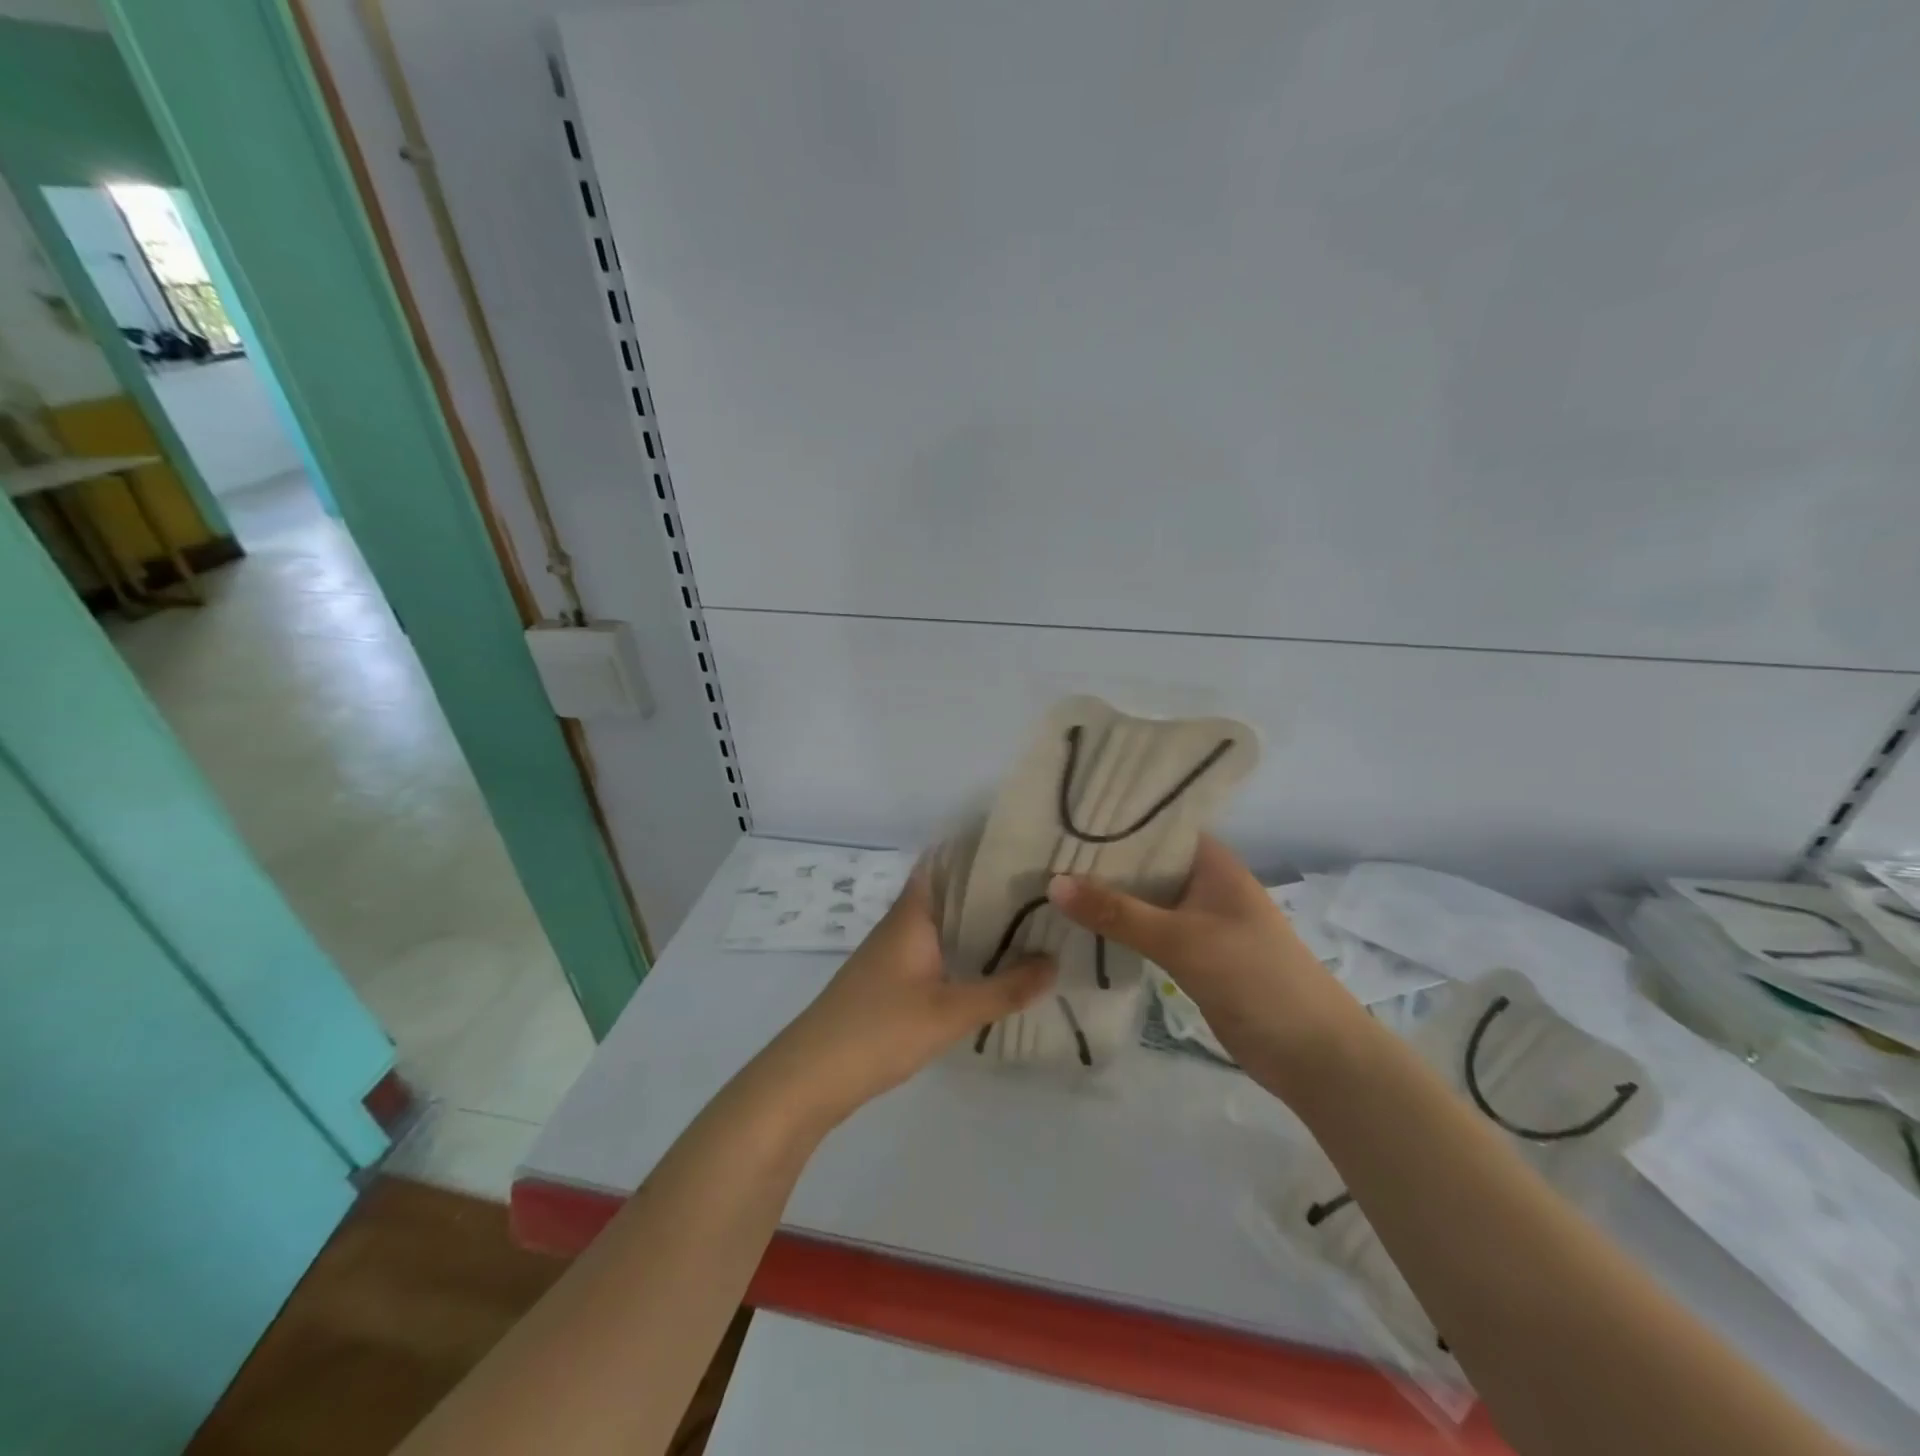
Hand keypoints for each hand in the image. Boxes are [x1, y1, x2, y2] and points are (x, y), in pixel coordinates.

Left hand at [754, 867, 1055, 1130]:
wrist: (811, 1076)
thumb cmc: (880, 1029)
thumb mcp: (950, 1011)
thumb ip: (1004, 988)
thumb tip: (1055, 962)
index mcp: (913, 914)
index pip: (946, 862)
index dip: (980, 851)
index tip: (1024, 847)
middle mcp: (902, 924)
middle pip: (949, 894)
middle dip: (990, 891)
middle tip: (1043, 889)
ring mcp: (893, 953)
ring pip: (943, 925)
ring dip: (978, 923)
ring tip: (1029, 922)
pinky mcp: (890, 981)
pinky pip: (935, 951)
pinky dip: (963, 951)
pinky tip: (991, 967)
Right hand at [1046, 836, 1359, 1083]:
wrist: (1313, 1054)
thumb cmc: (1255, 978)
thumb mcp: (1183, 939)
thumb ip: (1119, 912)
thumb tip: (1053, 882)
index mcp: (1211, 861)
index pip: (1154, 825)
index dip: (1111, 820)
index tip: (1060, 816)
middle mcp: (1203, 882)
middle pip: (1143, 862)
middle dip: (1098, 860)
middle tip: (1039, 851)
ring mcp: (1198, 920)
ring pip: (1142, 898)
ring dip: (1105, 896)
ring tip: (1046, 883)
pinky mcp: (1192, 955)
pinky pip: (1146, 931)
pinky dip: (1118, 928)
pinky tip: (1078, 926)